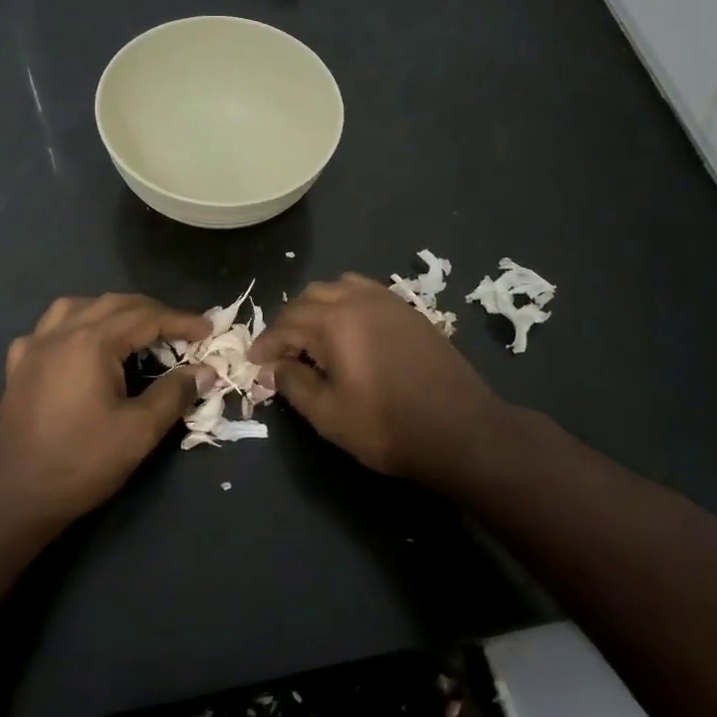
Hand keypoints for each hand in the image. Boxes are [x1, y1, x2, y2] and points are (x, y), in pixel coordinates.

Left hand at [0, 293, 210, 534]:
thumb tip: (205, 371)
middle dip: (153, 312)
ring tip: (136, 329)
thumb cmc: (79, 463)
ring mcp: (35, 347)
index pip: (146, 317)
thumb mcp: (138, 432)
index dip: (181, 321)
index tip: (209, 330)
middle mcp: (61, 333)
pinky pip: (50, 328)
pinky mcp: (19, 366)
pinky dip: (76, 325)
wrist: (11, 498)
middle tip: (182, 331)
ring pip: (79, 306)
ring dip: (113, 310)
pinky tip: (81, 345)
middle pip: (115, 304)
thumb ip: (174, 394)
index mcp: (91, 342)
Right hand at [249, 274, 509, 480]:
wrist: (461, 429)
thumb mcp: (330, 415)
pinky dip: (345, 303)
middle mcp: (358, 300)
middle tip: (281, 353)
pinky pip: (365, 291)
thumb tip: (274, 368)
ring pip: (337, 287)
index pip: (286, 324)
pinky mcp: (408, 309)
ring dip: (316, 308)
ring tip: (312, 338)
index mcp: (334, 323)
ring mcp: (387, 301)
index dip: (266, 344)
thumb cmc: (388, 427)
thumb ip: (295, 384)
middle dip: (288, 323)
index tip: (255, 363)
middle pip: (309, 298)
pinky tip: (347, 331)